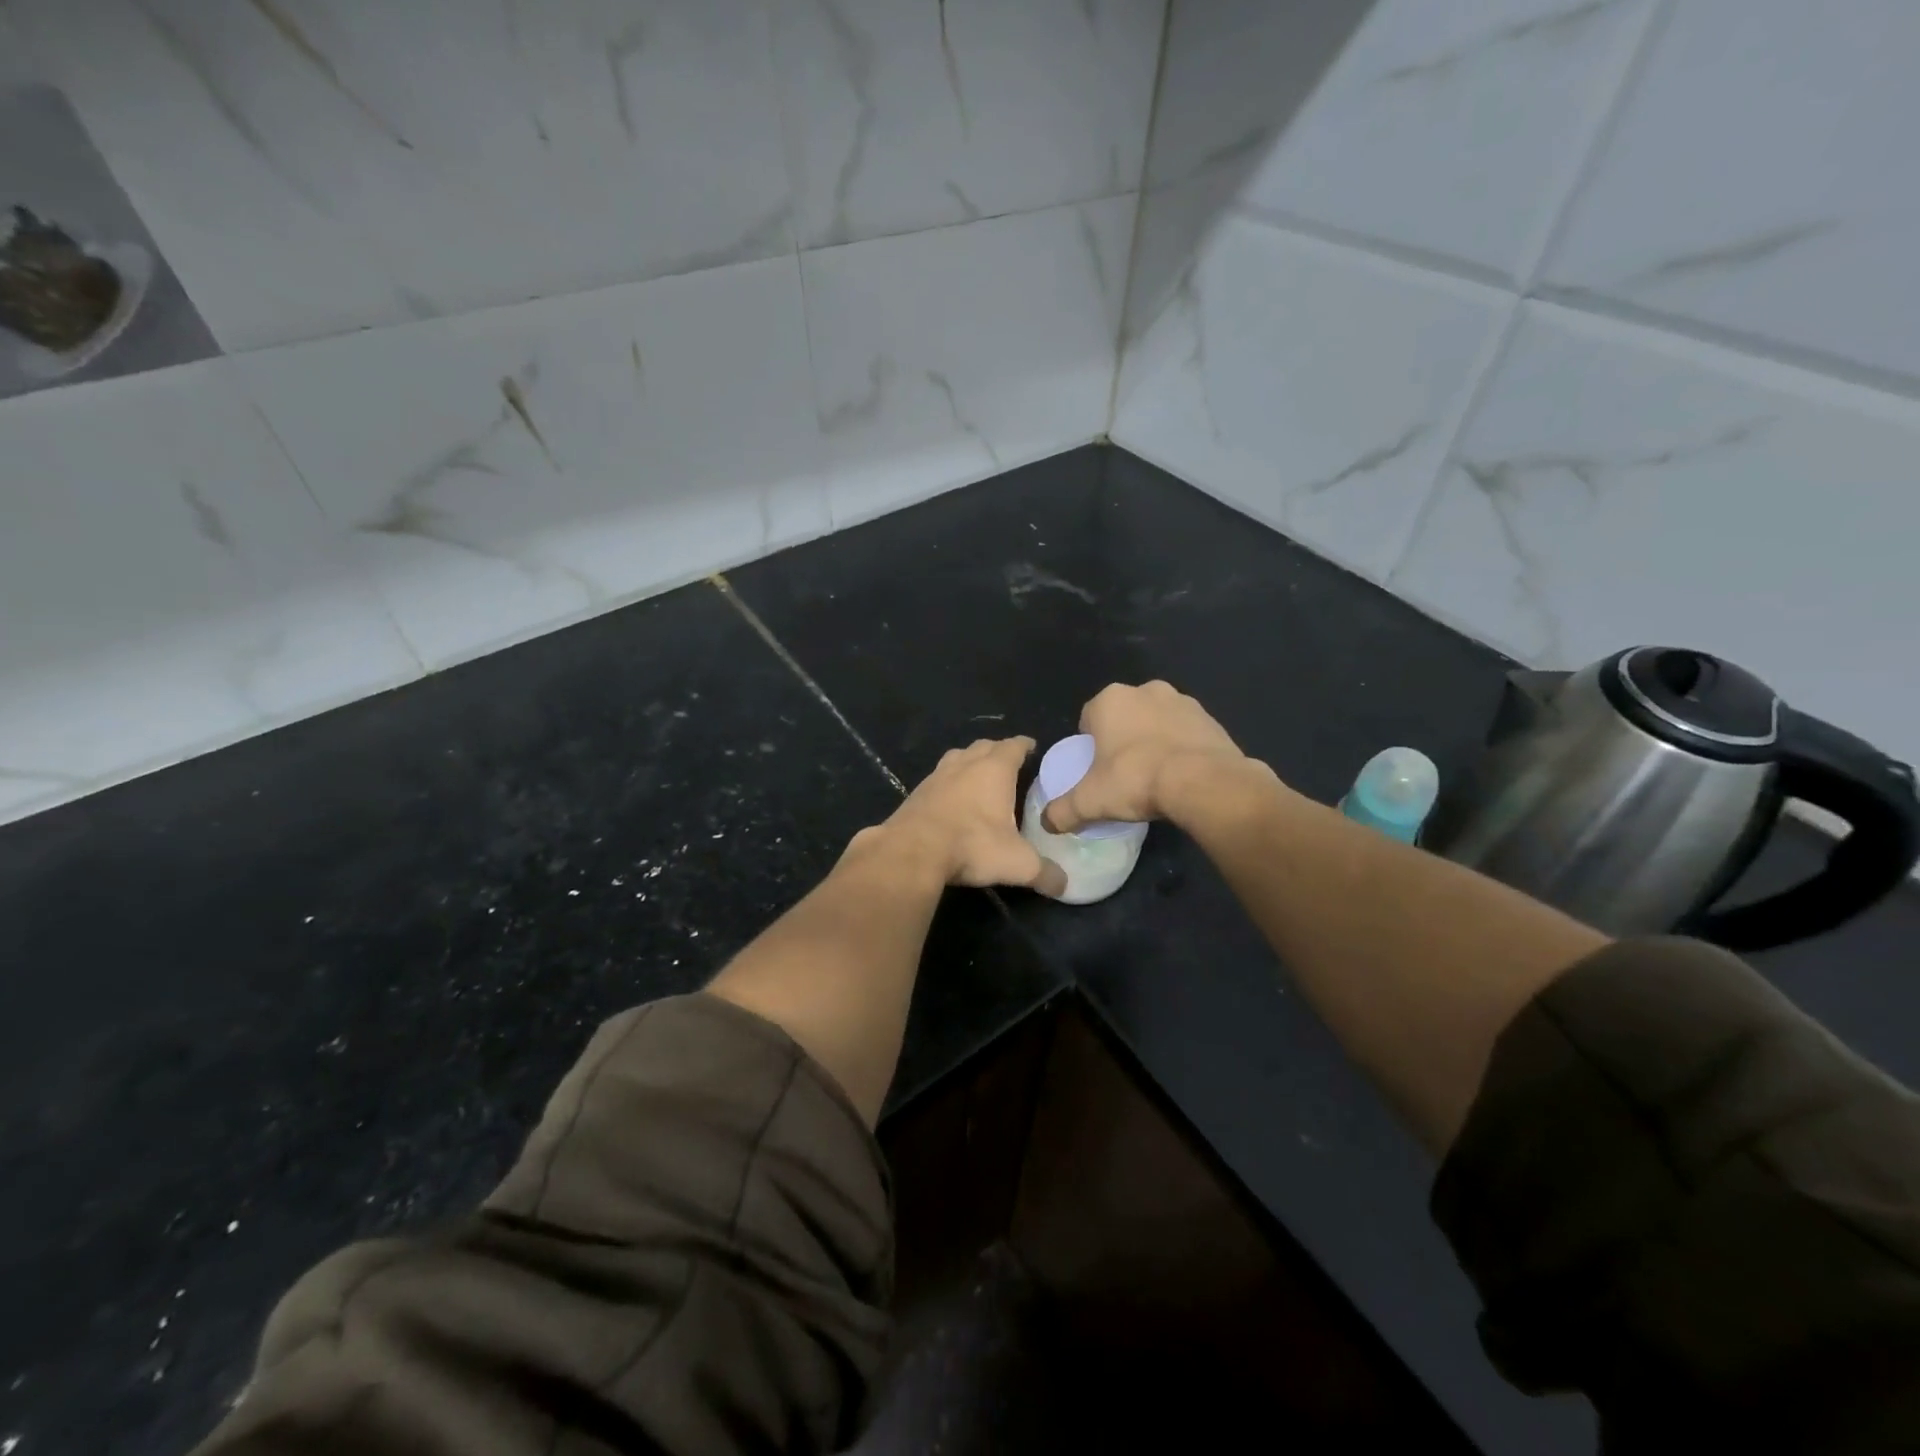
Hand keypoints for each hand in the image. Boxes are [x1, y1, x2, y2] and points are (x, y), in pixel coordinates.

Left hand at [860, 737, 1066, 896]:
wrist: (911, 851)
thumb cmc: (972, 845)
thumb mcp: (1017, 863)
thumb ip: (1044, 873)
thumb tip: (1065, 885)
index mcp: (994, 770)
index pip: (1014, 746)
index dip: (1024, 745)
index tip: (1032, 747)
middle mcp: (965, 764)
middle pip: (984, 746)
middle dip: (997, 750)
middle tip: (1009, 762)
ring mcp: (937, 776)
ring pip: (957, 757)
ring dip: (970, 761)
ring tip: (979, 775)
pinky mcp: (917, 793)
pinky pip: (938, 777)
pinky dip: (949, 781)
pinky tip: (951, 798)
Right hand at [1042, 681, 1253, 832]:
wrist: (1203, 782)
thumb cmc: (1136, 780)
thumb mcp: (1090, 801)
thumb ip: (1063, 811)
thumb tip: (1047, 823)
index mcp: (1111, 700)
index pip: (1089, 717)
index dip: (1090, 743)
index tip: (1096, 769)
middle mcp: (1145, 690)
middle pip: (1124, 716)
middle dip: (1122, 738)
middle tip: (1124, 772)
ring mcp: (1182, 701)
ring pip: (1156, 720)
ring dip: (1153, 739)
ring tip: (1155, 775)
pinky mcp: (1210, 718)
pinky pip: (1186, 732)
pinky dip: (1181, 747)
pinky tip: (1181, 774)